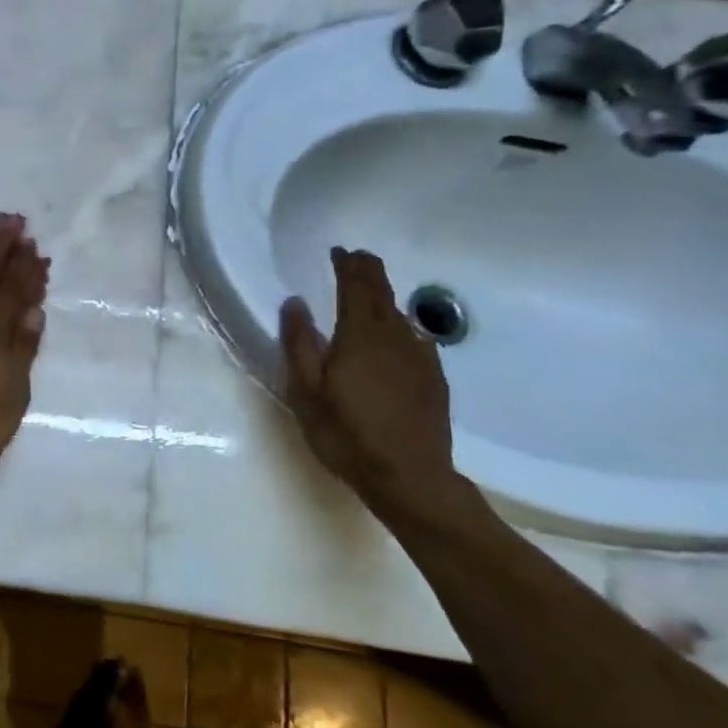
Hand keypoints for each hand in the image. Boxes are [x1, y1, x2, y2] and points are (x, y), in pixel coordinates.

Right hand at [280, 247, 455, 509]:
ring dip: (383, 299)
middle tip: (357, 259)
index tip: (340, 251)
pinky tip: (396, 337)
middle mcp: (394, 337)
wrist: (410, 477)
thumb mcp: (306, 391)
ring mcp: (420, 357)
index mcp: (359, 336)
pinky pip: (415, 338)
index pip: (356, 287)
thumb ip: (298, 343)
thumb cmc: (346, 433)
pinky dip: (401, 326)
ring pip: (400, 315)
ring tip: (370, 295)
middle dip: (369, 272)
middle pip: (382, 294)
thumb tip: (295, 302)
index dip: (349, 265)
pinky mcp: (433, 378)